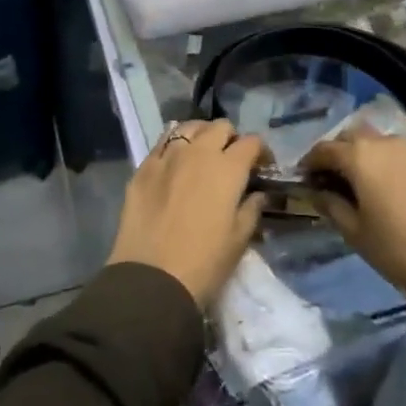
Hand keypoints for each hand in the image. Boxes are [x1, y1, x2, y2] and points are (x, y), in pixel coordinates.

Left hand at [108, 119, 266, 308]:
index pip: (251, 142)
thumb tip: (258, 194)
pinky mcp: (143, 167)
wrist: (152, 278)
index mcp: (227, 168)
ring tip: (202, 155)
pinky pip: (162, 143)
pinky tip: (175, 162)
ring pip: (188, 127)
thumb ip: (251, 209)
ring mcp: (167, 156)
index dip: (261, 152)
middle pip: (220, 127)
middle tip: (232, 160)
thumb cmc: (204, 263)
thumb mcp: (239, 240)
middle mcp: (198, 152)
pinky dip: (174, 145)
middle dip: (231, 138)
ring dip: (201, 135)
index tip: (262, 167)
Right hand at [304, 126, 405, 296]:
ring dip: (363, 155)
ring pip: (378, 142)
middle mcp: (384, 143)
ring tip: (361, 183)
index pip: (324, 149)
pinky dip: (386, 162)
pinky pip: (399, 154)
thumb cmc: (398, 248)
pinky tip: (388, 187)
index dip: (310, 163)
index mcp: (360, 156)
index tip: (304, 179)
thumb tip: (317, 191)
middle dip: (337, 152)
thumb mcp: (355, 232)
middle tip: (331, 178)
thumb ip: (331, 205)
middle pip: (351, 136)